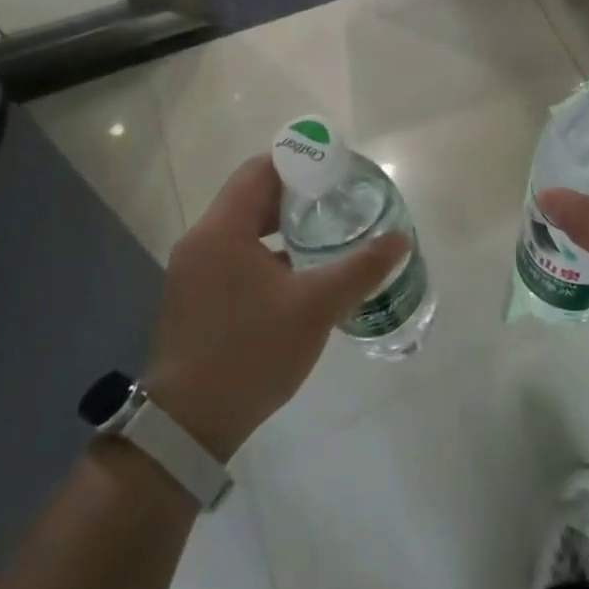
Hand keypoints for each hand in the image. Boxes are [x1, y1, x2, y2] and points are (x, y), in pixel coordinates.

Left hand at [143, 156, 407, 460]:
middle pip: (252, 196)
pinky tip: (299, 272)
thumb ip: (361, 268)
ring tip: (326, 230)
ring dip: (282, 224)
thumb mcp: (316, 307)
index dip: (300, 162)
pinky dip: (266, 251)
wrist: (189, 426)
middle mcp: (202, 240)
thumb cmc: (251, 353)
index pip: (260, 169)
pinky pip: (235, 254)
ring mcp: (193, 270)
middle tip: (340, 199)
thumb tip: (400, 240)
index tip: (337, 170)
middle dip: (297, 193)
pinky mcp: (195, 296)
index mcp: (222, 229)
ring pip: (244, 227)